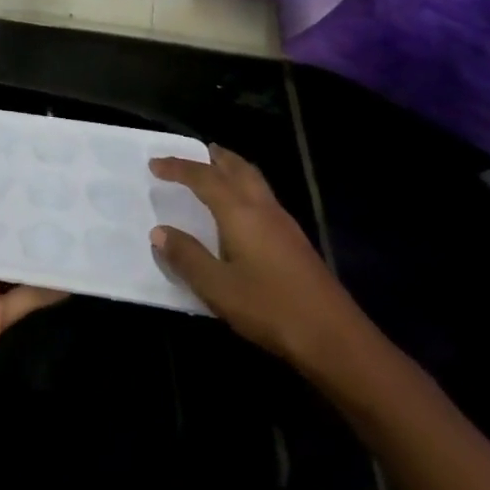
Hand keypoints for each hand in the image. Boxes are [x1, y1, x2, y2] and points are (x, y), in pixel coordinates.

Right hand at [149, 145, 368, 374]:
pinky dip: (245, 188)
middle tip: (195, 151)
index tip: (154, 164)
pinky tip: (241, 211)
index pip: (204, 178)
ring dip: (233, 170)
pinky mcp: (295, 241)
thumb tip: (159, 231)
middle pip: (238, 169)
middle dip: (215, 157)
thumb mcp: (217, 287)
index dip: (178, 168)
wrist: (334, 337)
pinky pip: (263, 197)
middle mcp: (263, 208)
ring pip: (255, 181)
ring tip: (216, 172)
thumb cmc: (270, 308)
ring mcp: (284, 224)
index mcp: (240, 212)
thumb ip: (187, 257)